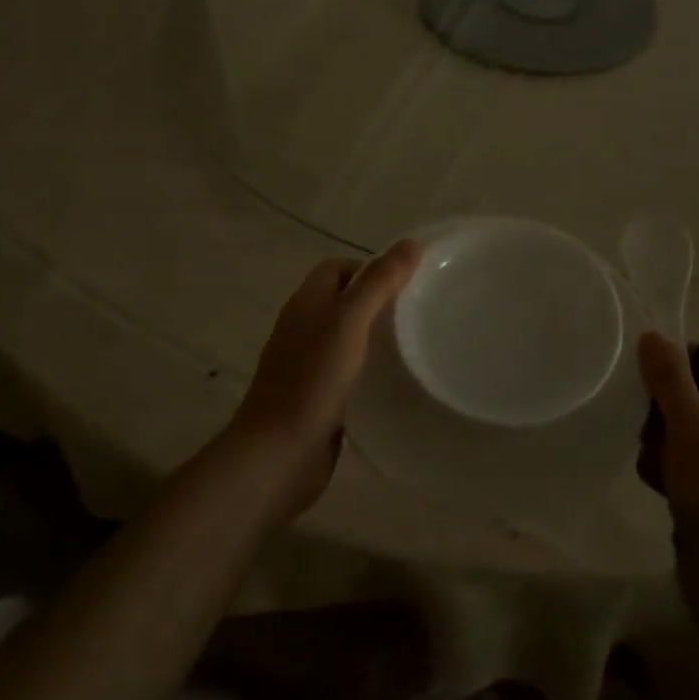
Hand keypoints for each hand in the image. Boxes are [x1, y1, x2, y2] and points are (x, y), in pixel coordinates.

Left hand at [229, 241, 420, 519]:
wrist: (278, 455)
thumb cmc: (312, 380)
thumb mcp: (349, 322)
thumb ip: (379, 282)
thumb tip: (410, 243)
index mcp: (306, 303)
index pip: (338, 268)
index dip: (371, 267)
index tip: (408, 283)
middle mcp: (304, 328)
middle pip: (344, 300)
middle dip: (380, 301)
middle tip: (420, 311)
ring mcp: (308, 364)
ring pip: (348, 336)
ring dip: (377, 336)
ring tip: (416, 342)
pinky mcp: (318, 396)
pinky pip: (349, 369)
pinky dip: (370, 368)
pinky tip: (396, 379)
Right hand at [637, 333, 698, 626]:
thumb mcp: (691, 433)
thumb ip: (670, 380)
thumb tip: (653, 334)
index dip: (679, 368)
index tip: (652, 391)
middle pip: (695, 393)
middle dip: (665, 415)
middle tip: (658, 441)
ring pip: (685, 428)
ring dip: (662, 446)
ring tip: (661, 474)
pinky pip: (688, 460)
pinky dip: (670, 471)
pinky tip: (663, 492)